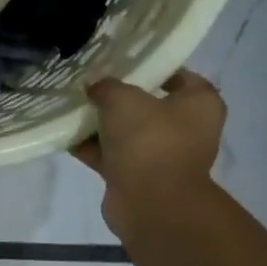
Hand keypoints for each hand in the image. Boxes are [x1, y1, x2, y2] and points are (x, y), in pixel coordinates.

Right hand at [71, 70, 224, 237]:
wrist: (151, 204)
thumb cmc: (149, 140)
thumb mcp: (123, 99)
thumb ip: (106, 87)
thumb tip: (95, 86)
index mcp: (200, 104)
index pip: (180, 76)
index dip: (153, 67)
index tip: (124, 62)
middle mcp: (187, 130)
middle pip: (150, 105)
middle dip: (120, 97)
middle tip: (92, 83)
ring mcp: (163, 156)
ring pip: (128, 132)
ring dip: (103, 124)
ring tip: (73, 106)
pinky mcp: (139, 178)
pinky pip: (112, 156)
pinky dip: (92, 148)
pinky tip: (66, 135)